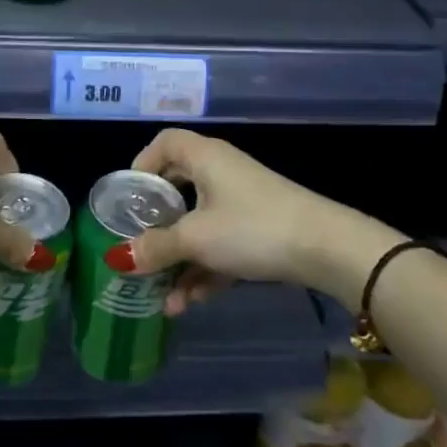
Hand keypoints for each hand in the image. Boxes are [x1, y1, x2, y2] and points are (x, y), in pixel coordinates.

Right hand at [113, 129, 402, 312]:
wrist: (328, 250)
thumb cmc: (252, 228)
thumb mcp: (197, 239)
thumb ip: (156, 247)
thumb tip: (118, 258)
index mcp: (204, 157)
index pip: (164, 143)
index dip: (142, 164)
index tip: (128, 197)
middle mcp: (221, 171)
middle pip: (178, 188)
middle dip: (157, 224)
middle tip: (138, 245)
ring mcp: (242, 202)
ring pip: (199, 224)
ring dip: (180, 260)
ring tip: (163, 298)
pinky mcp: (260, 229)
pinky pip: (221, 243)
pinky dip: (205, 268)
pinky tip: (190, 303)